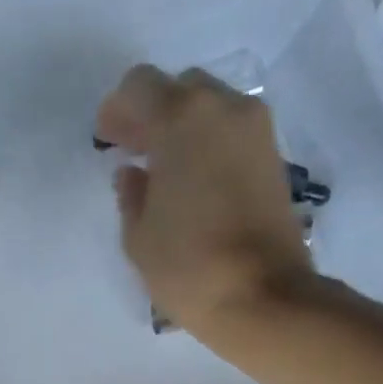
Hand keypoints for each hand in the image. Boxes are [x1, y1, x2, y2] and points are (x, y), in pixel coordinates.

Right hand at [96, 64, 311, 336]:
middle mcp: (224, 109)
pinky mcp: (274, 157)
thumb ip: (131, 196)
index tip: (108, 140)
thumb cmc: (189, 267)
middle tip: (136, 152)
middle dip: (154, 113)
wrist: (263, 297)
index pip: (140, 86)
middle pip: (180, 89)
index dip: (117, 110)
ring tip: (165, 171)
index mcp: (182, 118)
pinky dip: (209, 145)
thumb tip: (134, 174)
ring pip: (211, 109)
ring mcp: (256, 130)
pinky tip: (194, 183)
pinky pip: (232, 133)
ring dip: (184, 129)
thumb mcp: (139, 237)